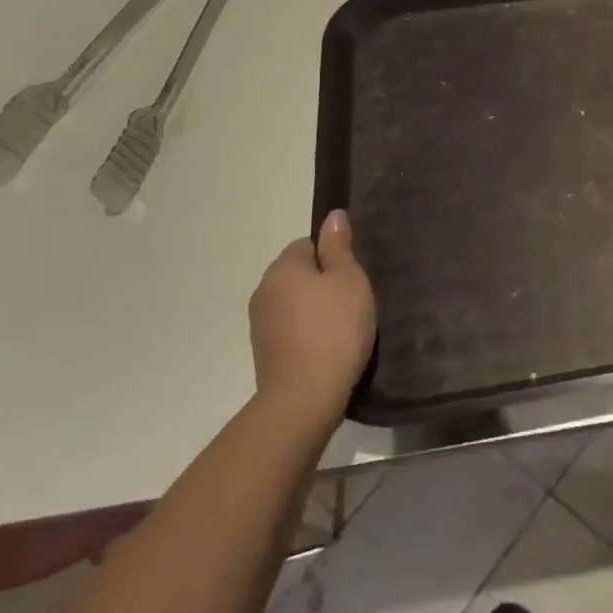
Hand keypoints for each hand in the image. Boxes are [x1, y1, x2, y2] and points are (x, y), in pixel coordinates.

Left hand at [248, 209, 375, 433]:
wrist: (305, 396)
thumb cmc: (335, 328)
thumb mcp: (349, 280)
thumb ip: (339, 247)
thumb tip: (333, 216)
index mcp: (282, 268)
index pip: (307, 244)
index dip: (333, 257)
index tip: (352, 278)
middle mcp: (263, 291)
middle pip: (298, 274)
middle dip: (322, 283)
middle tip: (352, 301)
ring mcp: (260, 324)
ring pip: (293, 302)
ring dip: (314, 308)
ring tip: (342, 327)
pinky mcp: (264, 352)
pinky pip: (290, 328)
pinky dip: (307, 332)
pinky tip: (327, 347)